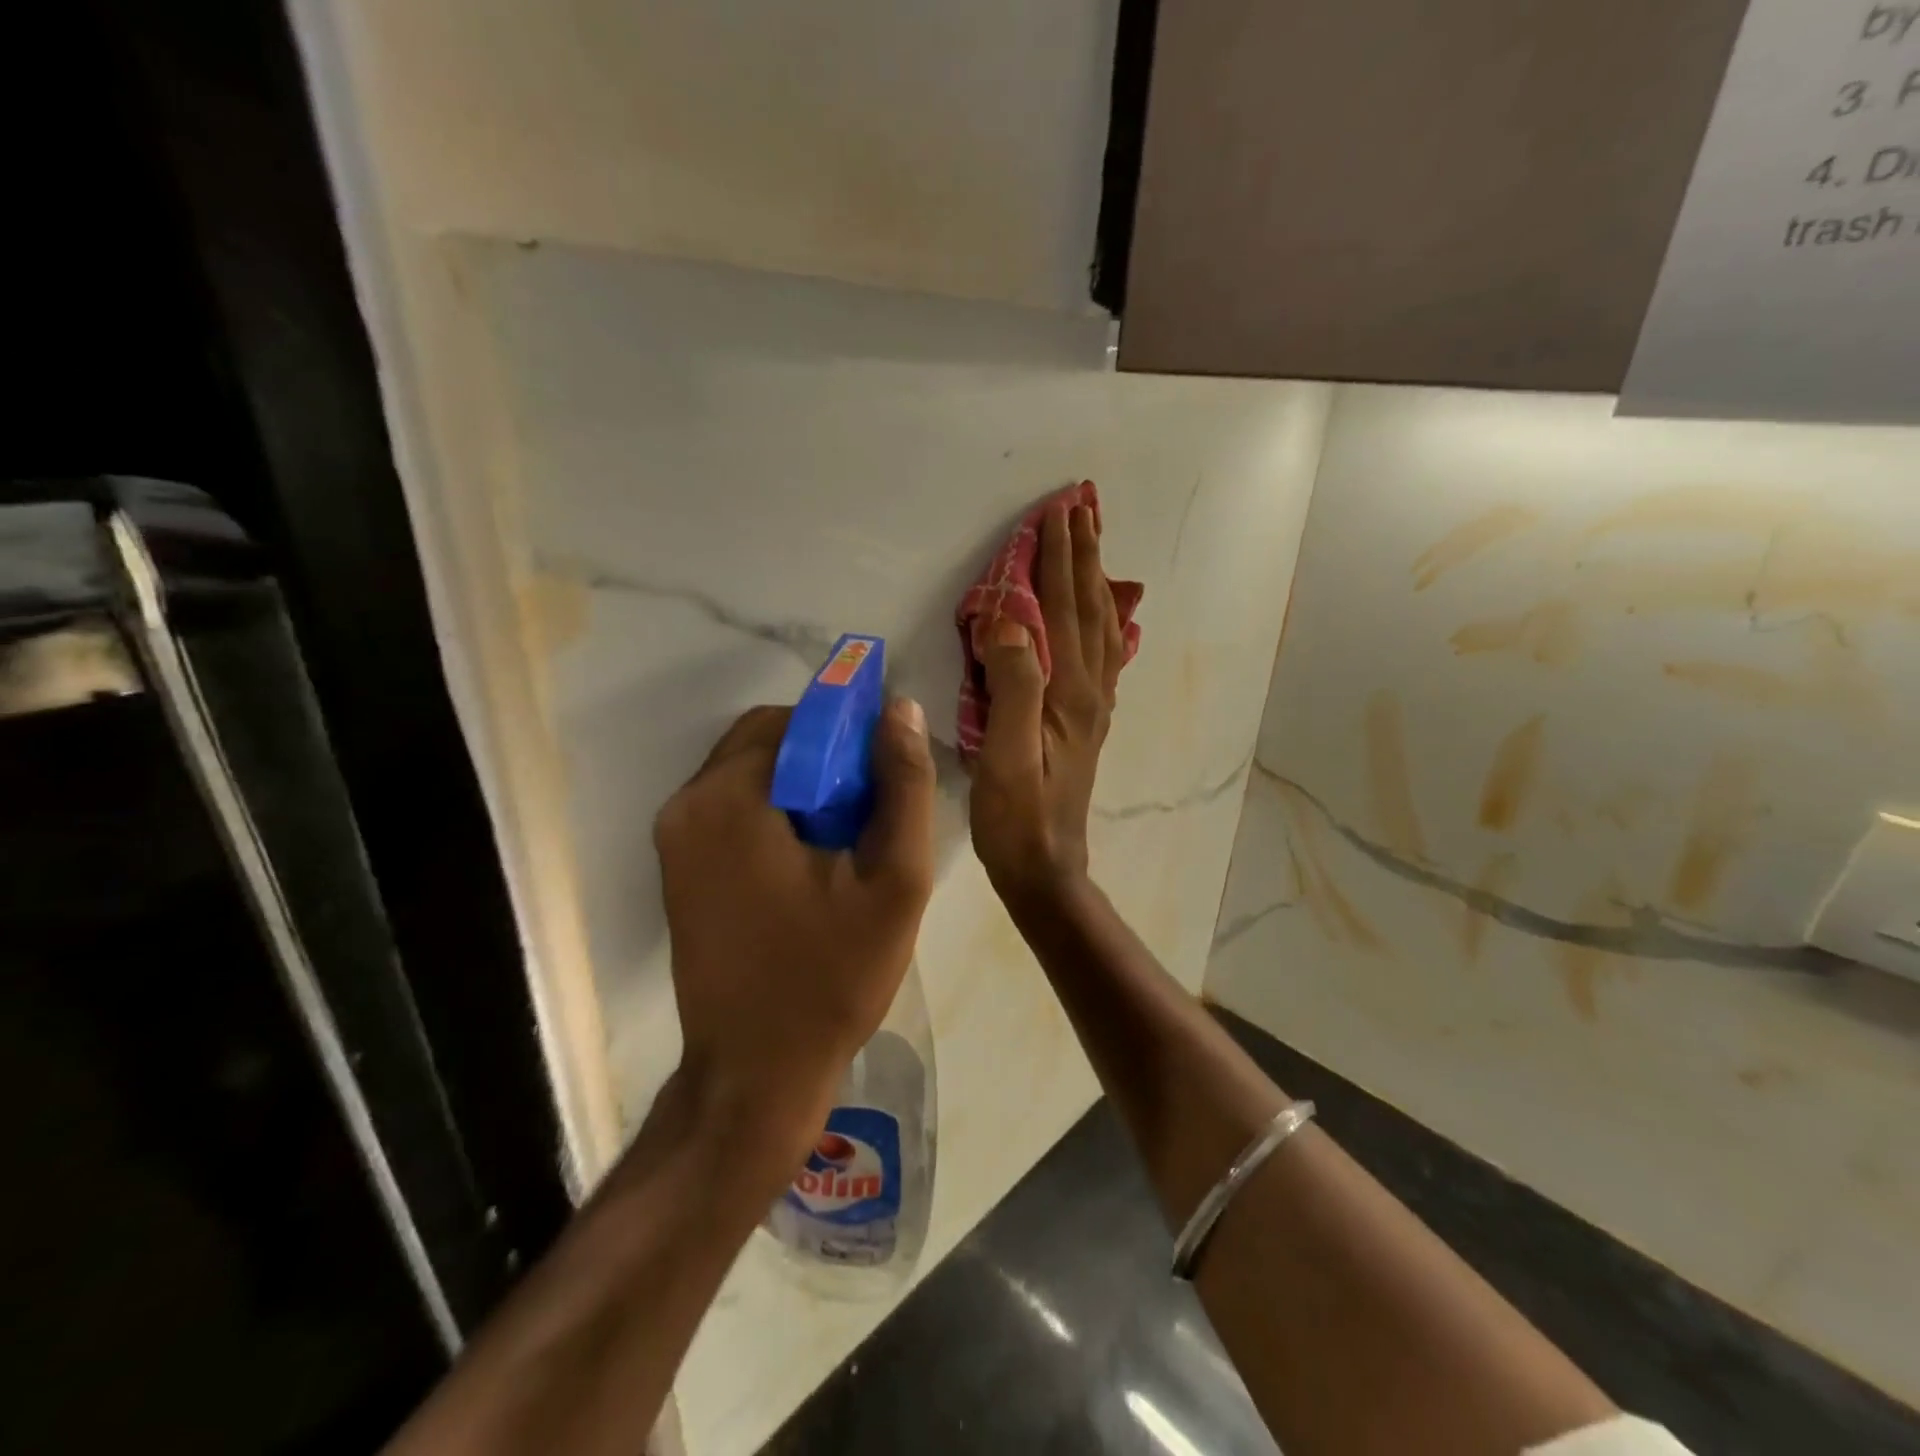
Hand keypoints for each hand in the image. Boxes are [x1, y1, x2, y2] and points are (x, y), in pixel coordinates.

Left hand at [654, 699, 935, 1170]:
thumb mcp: (895, 881)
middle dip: (824, 758)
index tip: (885, 774)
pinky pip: (732, 805)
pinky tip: (811, 859)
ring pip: (750, 771)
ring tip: (846, 839)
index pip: (796, 719)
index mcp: (730, 798)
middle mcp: (687, 805)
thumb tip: (899, 709)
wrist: (756, 1074)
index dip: (849, 732)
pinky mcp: (677, 866)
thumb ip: (903, 785)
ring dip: (801, 784)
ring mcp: (674, 837)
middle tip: (869, 811)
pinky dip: (774, 810)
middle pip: (767, 739)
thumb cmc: (831, 979)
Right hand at [970, 502, 1123, 908]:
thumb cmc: (1016, 816)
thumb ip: (1013, 686)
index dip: (1058, 559)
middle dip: (1083, 555)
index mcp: (1068, 691)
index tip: (1057, 511)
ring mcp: (1093, 707)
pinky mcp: (1087, 722)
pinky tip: (1105, 617)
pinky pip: (1104, 658)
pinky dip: (1105, 623)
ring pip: (1101, 628)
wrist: (1045, 867)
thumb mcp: (1004, 754)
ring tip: (1093, 545)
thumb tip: (1012, 620)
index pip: (1063, 608)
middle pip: (1089, 609)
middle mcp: (1090, 690)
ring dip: (1095, 581)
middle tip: (1082, 508)